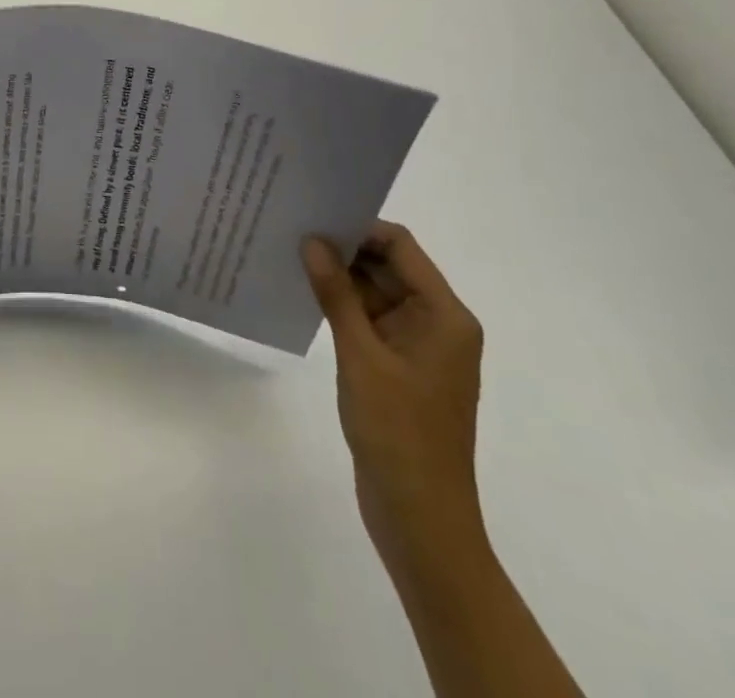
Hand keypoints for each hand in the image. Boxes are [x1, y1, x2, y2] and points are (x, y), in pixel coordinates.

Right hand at [303, 223, 485, 578]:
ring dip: (339, 279)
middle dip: (343, 250)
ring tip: (289, 257)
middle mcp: (438, 323)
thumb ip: (336, 293)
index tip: (312, 217)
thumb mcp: (361, 355)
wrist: (420, 517)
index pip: (400, 247)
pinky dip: (343, 307)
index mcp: (444, 315)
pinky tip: (305, 297)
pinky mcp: (400, 367)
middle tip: (291, 231)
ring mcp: (419, 347)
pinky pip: (371, 321)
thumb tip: (312, 240)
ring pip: (376, 293)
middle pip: (389, 266)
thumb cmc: (398, 431)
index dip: (358, 228)